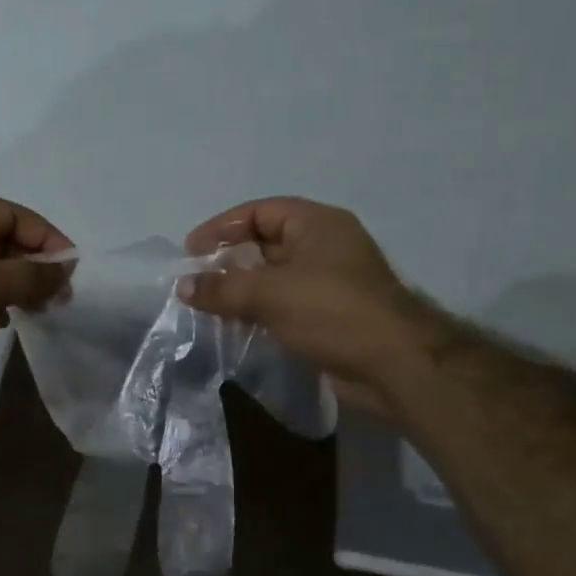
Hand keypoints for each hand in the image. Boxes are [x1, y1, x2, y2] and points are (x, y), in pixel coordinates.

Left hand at [0, 195, 72, 400]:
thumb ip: (30, 275)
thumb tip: (66, 269)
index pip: (10, 214)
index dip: (45, 237)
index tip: (71, 268)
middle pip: (1, 239)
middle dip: (33, 265)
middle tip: (60, 295)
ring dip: (17, 285)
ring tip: (40, 310)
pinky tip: (4, 322)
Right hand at [180, 197, 452, 416]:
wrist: (393, 364)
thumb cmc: (331, 312)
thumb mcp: (270, 294)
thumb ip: (222, 289)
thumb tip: (182, 286)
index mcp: (317, 223)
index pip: (259, 212)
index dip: (221, 227)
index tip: (190, 253)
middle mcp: (324, 246)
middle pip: (265, 243)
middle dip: (229, 260)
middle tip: (196, 282)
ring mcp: (329, 281)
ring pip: (274, 277)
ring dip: (242, 290)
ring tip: (208, 306)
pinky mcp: (329, 314)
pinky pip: (284, 303)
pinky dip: (259, 310)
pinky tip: (236, 326)